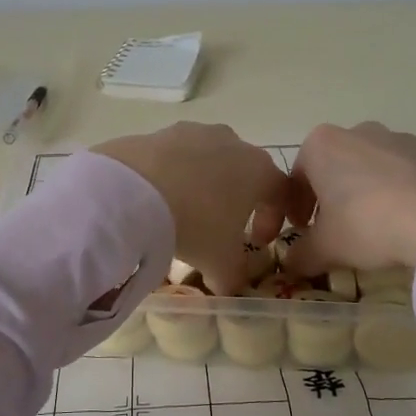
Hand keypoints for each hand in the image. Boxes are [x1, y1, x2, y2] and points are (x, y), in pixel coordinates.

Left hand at [94, 123, 292, 292]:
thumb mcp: (220, 262)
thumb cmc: (194, 224)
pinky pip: (174, 157)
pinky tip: (156, 198)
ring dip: (203, 184)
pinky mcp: (159, 132)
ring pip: (208, 160)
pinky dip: (172, 176)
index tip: (259, 242)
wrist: (133, 190)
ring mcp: (193, 132)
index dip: (275, 219)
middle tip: (223, 227)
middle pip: (244, 171)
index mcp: (258, 170)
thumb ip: (233, 275)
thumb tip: (228, 284)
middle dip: (238, 199)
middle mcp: (231, 142)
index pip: (282, 192)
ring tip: (185, 212)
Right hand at [279, 122, 415, 277]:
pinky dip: (401, 189)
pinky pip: (407, 170)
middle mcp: (357, 131)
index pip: (298, 176)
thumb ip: (300, 254)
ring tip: (376, 224)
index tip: (303, 228)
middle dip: (332, 194)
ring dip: (367, 189)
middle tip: (337, 228)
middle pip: (335, 165)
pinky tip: (407, 218)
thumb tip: (291, 263)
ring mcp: (399, 138)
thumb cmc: (367, 225)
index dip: (297, 206)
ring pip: (371, 165)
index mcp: (321, 145)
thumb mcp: (325, 248)